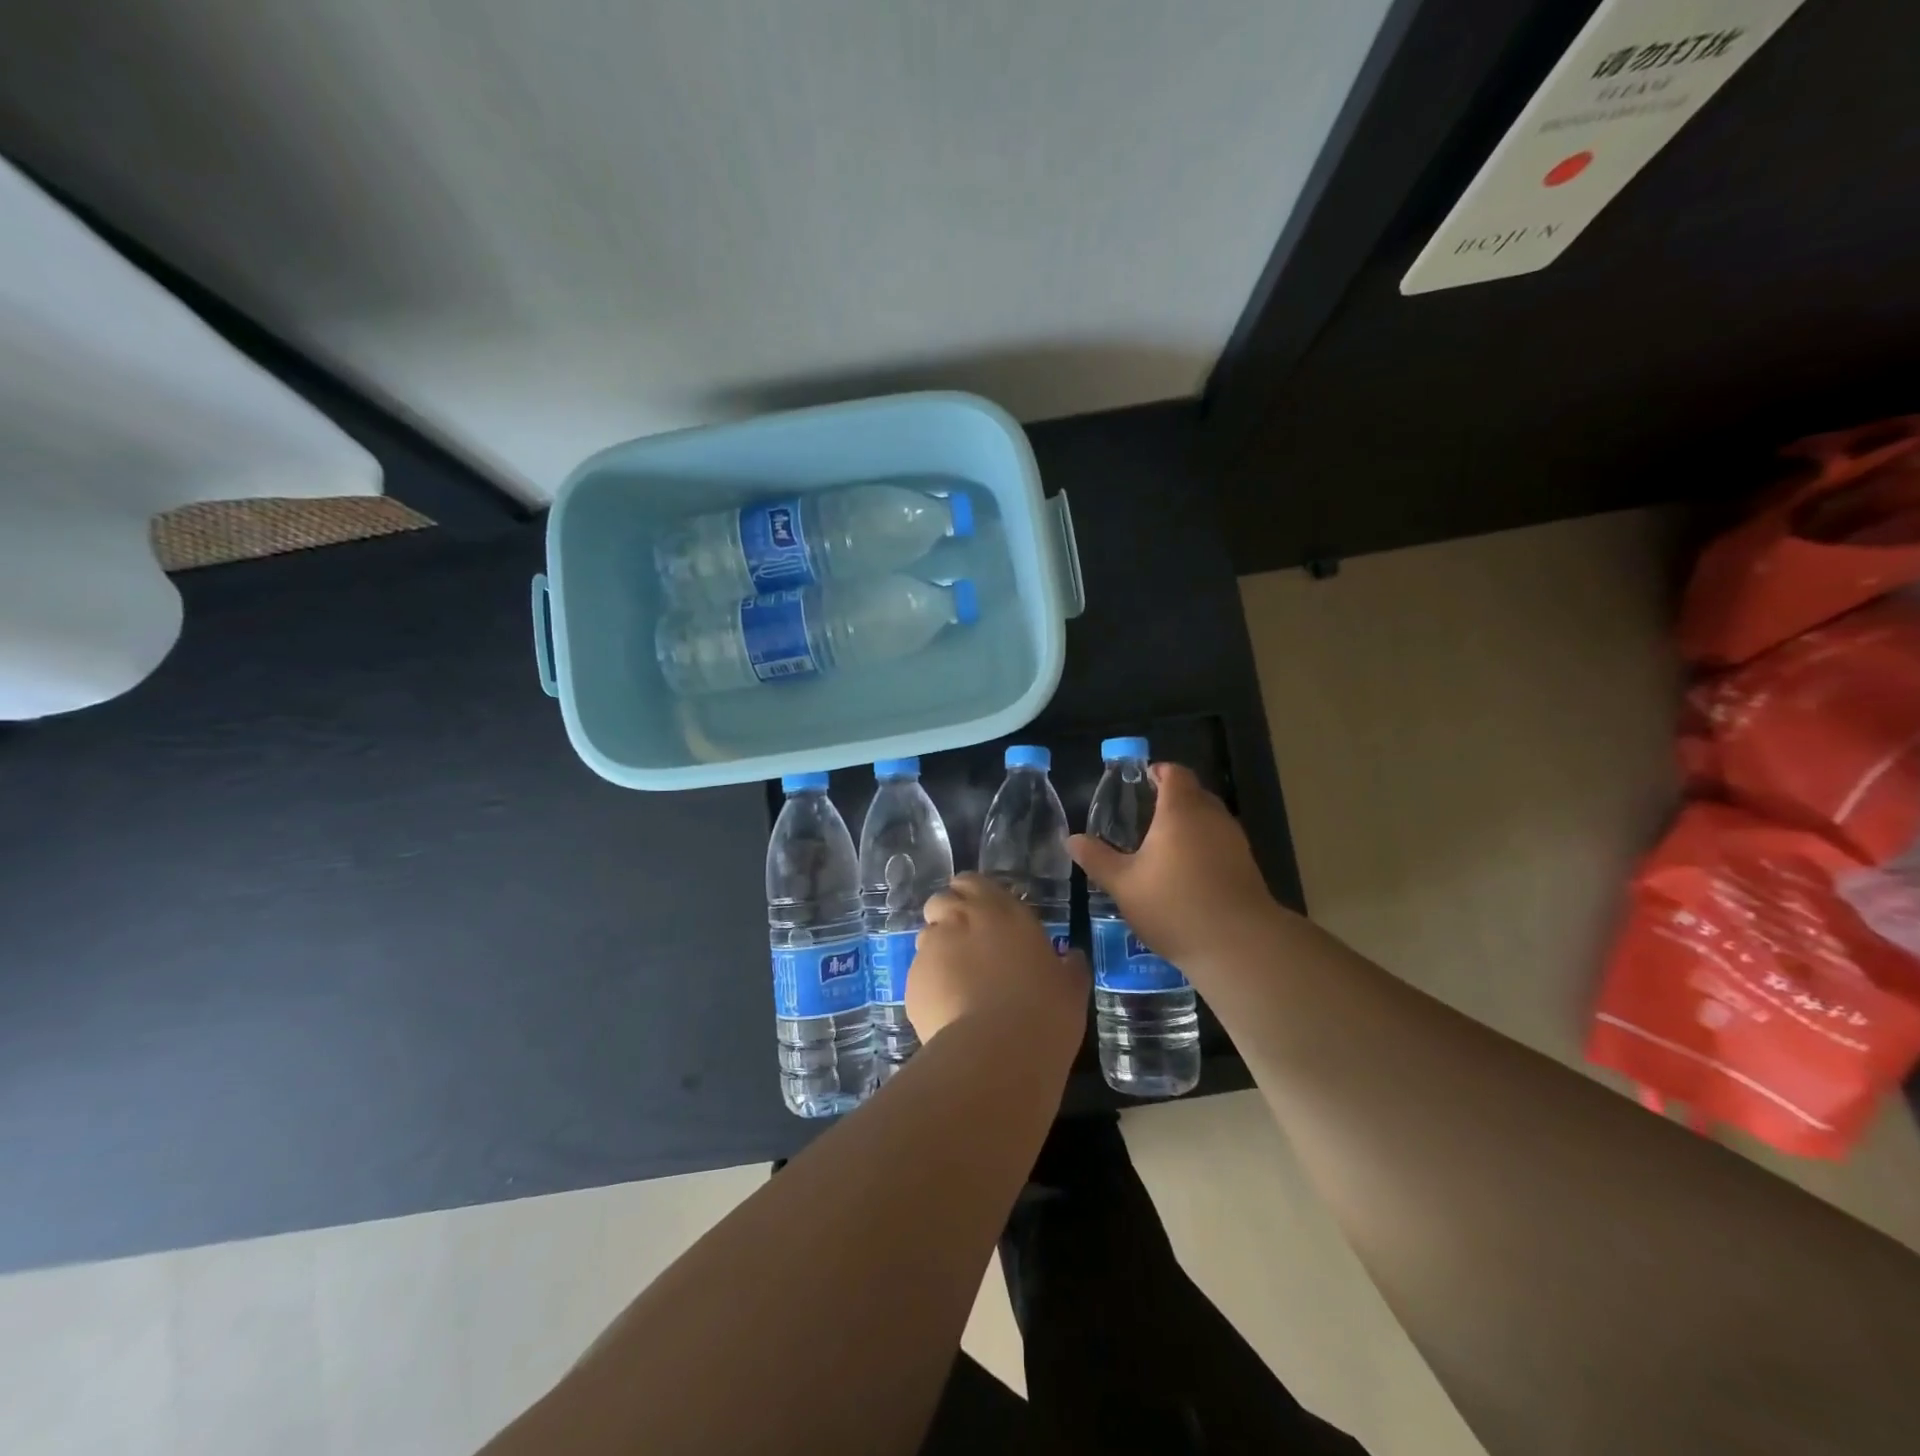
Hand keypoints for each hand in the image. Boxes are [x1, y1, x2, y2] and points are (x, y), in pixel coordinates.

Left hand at [908, 874, 1088, 1062]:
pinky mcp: (912, 979)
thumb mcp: (1071, 987)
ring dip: (939, 951)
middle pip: (941, 901)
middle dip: (948, 917)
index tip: (984, 917)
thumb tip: (1072, 958)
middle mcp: (961, 918)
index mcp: (1001, 909)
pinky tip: (947, 1011)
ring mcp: (931, 947)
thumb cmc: (1044, 1012)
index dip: (973, 896)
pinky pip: (918, 974)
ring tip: (957, 984)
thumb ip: (1069, 965)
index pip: (972, 881)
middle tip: (968, 947)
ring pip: (926, 937)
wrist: (997, 1053)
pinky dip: (930, 985)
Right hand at [1069, 763, 1276, 966]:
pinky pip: (1220, 843)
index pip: (1174, 772)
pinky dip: (1204, 847)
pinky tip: (1187, 873)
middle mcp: (1212, 817)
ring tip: (1163, 845)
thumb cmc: (1174, 905)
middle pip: (1194, 793)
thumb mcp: (1123, 884)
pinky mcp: (1247, 866)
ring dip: (1189, 824)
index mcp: (1180, 810)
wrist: (1239, 945)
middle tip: (1144, 815)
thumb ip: (1097, 859)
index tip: (1141, 781)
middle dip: (1172, 798)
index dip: (1158, 772)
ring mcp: (1234, 841)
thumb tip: (1071, 839)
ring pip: (1209, 819)